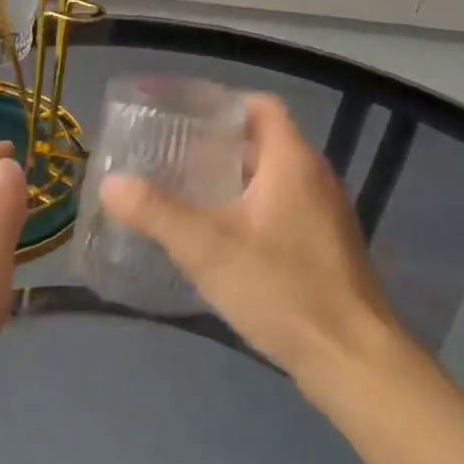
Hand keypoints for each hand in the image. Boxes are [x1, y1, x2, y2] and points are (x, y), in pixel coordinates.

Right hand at [98, 94, 399, 381]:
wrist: (352, 359)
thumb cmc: (282, 289)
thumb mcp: (207, 248)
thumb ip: (156, 212)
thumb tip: (110, 183)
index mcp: (292, 162)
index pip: (260, 107)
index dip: (221, 103)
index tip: (179, 115)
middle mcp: (315, 179)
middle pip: (262, 142)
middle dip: (216, 145)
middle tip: (168, 155)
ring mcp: (324, 215)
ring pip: (271, 179)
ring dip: (230, 179)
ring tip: (183, 192)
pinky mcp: (324, 248)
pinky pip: (281, 209)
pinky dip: (248, 209)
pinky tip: (217, 237)